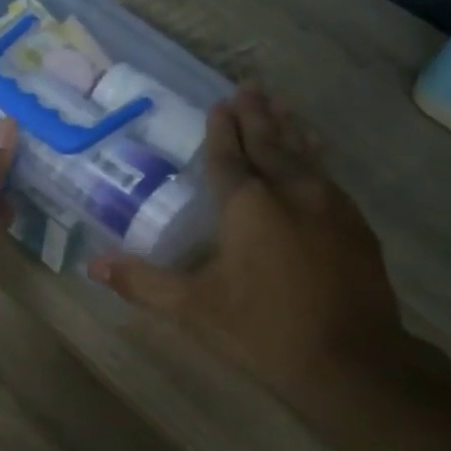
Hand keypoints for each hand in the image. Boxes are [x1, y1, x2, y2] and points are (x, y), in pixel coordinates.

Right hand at [88, 90, 403, 404]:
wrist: (353, 361)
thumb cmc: (263, 330)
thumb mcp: (194, 309)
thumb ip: (143, 283)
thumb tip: (94, 265)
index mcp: (248, 205)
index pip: (229, 156)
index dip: (222, 130)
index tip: (220, 104)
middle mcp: (291, 192)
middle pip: (270, 143)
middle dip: (256, 116)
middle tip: (249, 89)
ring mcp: (331, 205)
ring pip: (305, 154)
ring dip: (289, 128)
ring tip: (281, 106)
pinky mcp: (357, 225)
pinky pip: (329, 176)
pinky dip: (314, 157)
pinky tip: (314, 158)